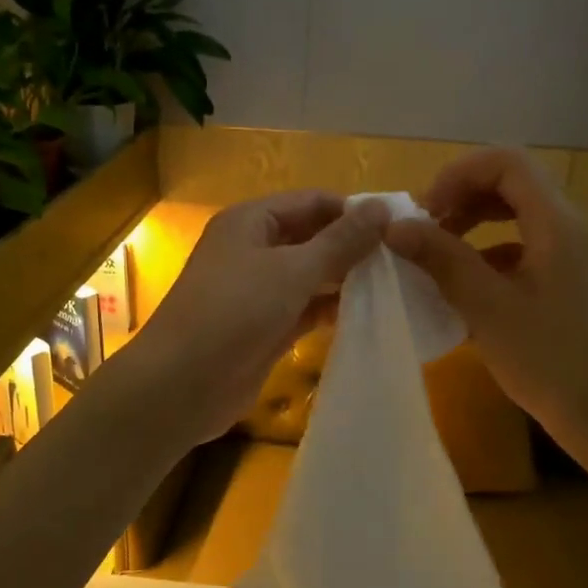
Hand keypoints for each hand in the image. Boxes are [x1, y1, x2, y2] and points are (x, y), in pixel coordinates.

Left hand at [126, 191, 390, 446]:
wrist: (182, 384)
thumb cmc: (234, 313)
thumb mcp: (292, 270)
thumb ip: (340, 241)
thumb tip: (381, 207)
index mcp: (251, 221)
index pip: (311, 202)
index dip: (353, 211)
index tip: (399, 227)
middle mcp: (252, 249)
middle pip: (312, 237)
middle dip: (352, 246)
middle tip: (405, 259)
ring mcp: (258, 291)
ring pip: (310, 276)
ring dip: (345, 280)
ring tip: (396, 285)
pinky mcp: (264, 328)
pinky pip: (304, 309)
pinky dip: (331, 309)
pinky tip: (367, 314)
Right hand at [384, 148, 587, 457]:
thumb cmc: (547, 359)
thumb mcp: (486, 307)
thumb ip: (441, 259)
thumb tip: (394, 226)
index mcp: (554, 223)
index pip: (506, 162)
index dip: (458, 174)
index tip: (423, 210)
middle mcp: (566, 227)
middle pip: (509, 183)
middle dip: (460, 196)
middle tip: (422, 230)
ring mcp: (567, 254)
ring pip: (513, 214)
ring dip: (470, 224)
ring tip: (433, 254)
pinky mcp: (563, 281)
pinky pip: (519, 246)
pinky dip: (485, 252)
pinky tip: (461, 286)